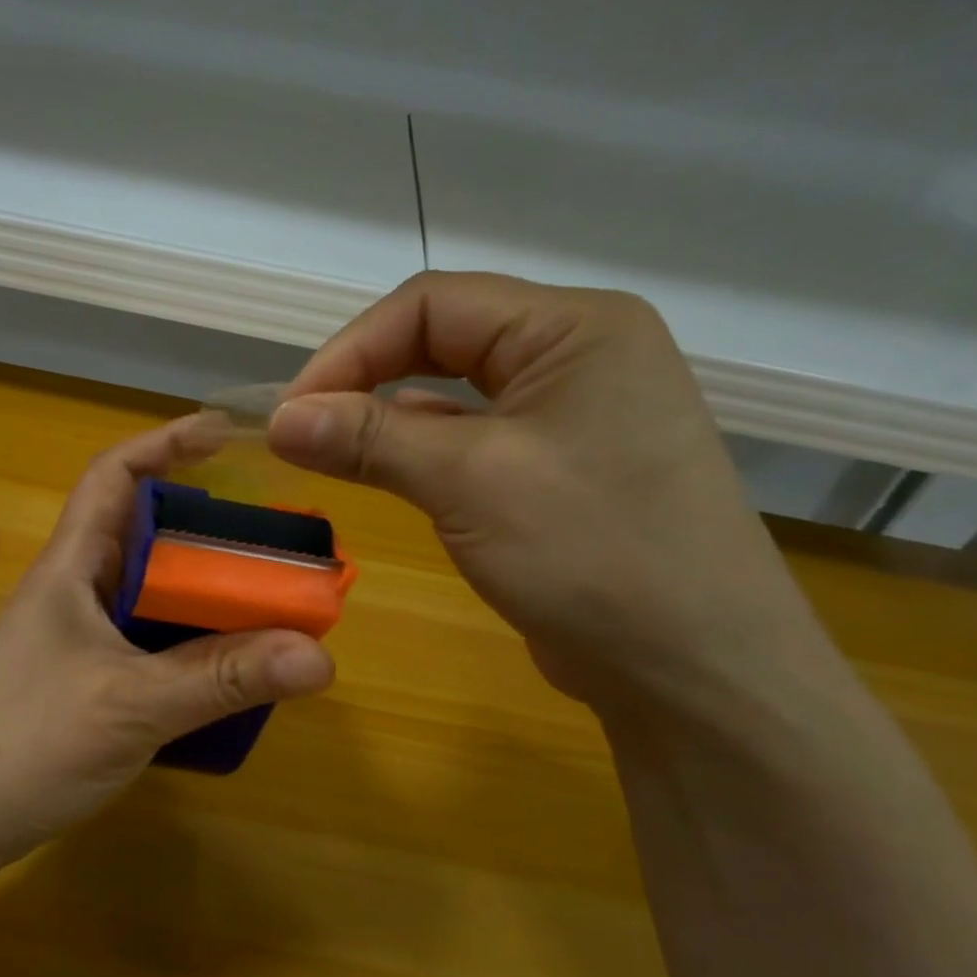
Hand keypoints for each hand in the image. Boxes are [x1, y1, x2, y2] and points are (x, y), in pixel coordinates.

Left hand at [0, 419, 335, 872]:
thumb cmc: (25, 742)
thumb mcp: (132, 703)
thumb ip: (223, 678)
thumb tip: (319, 655)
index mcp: (73, 565)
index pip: (114, 475)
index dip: (165, 442)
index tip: (224, 433)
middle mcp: (76, 589)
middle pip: (145, 533)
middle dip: (208, 526)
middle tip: (275, 538)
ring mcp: (79, 638)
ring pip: (152, 592)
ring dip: (203, 590)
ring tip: (267, 598)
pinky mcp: (86, 680)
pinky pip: (149, 641)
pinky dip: (190, 642)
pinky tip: (227, 667)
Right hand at [268, 272, 833, 716]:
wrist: (696, 672)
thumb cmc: (593, 554)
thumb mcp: (469, 483)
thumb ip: (370, 438)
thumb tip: (279, 418)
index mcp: (574, 328)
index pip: (433, 305)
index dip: (351, 350)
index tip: (292, 412)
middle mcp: (579, 355)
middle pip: (445, 338)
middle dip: (366, 378)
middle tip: (305, 430)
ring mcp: (576, 413)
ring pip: (457, 391)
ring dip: (390, 415)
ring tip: (332, 451)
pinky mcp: (563, 467)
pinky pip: (476, 437)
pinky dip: (423, 449)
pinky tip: (387, 471)